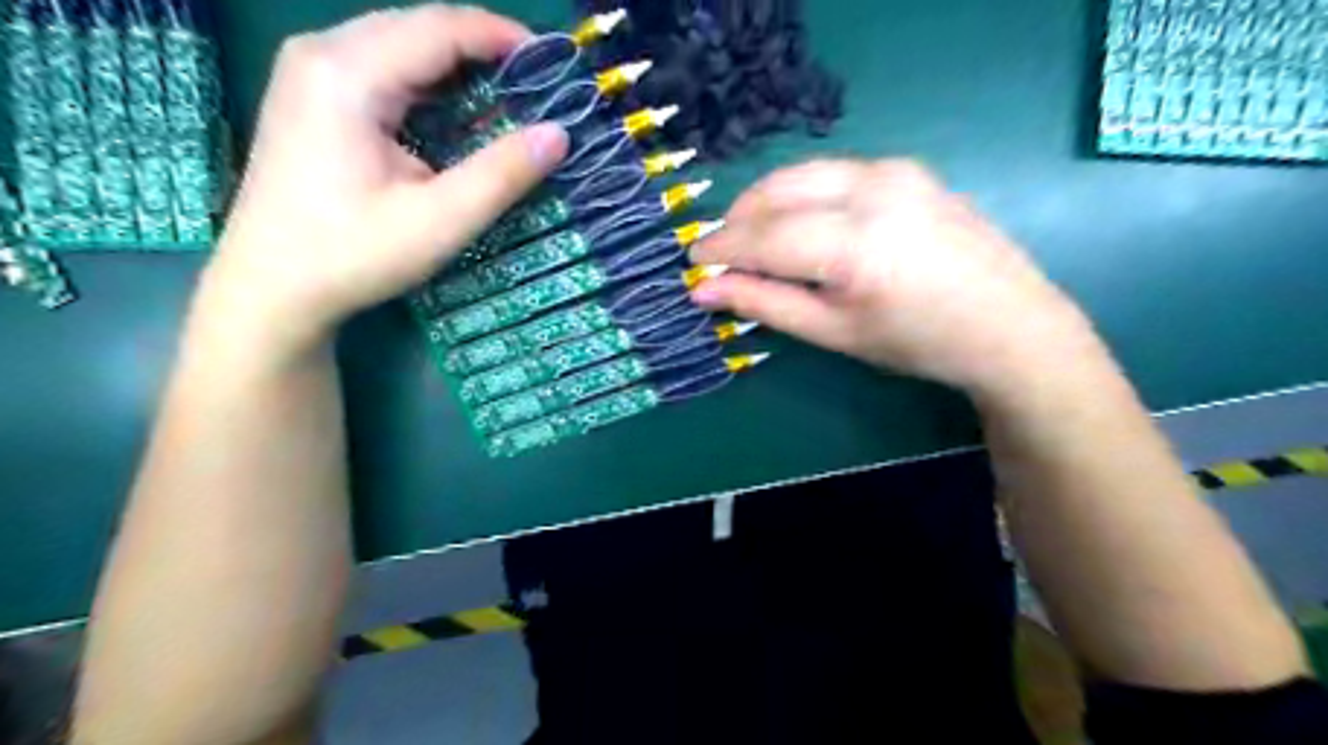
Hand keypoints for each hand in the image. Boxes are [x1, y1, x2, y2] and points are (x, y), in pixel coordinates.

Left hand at [201, 2, 565, 353]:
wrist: (271, 287)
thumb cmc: (353, 255)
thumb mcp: (440, 220)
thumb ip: (502, 174)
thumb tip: (559, 134)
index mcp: (348, 73)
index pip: (439, 27)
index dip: (501, 36)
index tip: (551, 62)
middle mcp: (321, 53)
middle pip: (416, 26)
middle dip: (480, 47)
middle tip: (534, 84)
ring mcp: (309, 70)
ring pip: (398, 42)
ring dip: (454, 62)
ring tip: (505, 95)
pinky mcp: (309, 94)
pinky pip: (380, 64)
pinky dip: (426, 79)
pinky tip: (453, 108)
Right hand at [690, 160, 1095, 399]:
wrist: (1009, 325)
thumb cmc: (917, 342)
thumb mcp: (834, 332)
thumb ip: (766, 305)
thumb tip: (705, 290)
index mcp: (855, 245)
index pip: (764, 237)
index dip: (722, 249)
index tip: (693, 262)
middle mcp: (872, 192)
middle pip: (778, 192)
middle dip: (739, 220)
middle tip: (720, 253)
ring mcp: (894, 171)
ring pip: (802, 174)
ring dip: (766, 203)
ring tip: (752, 239)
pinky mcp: (907, 168)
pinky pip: (832, 173)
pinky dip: (801, 194)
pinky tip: (800, 224)